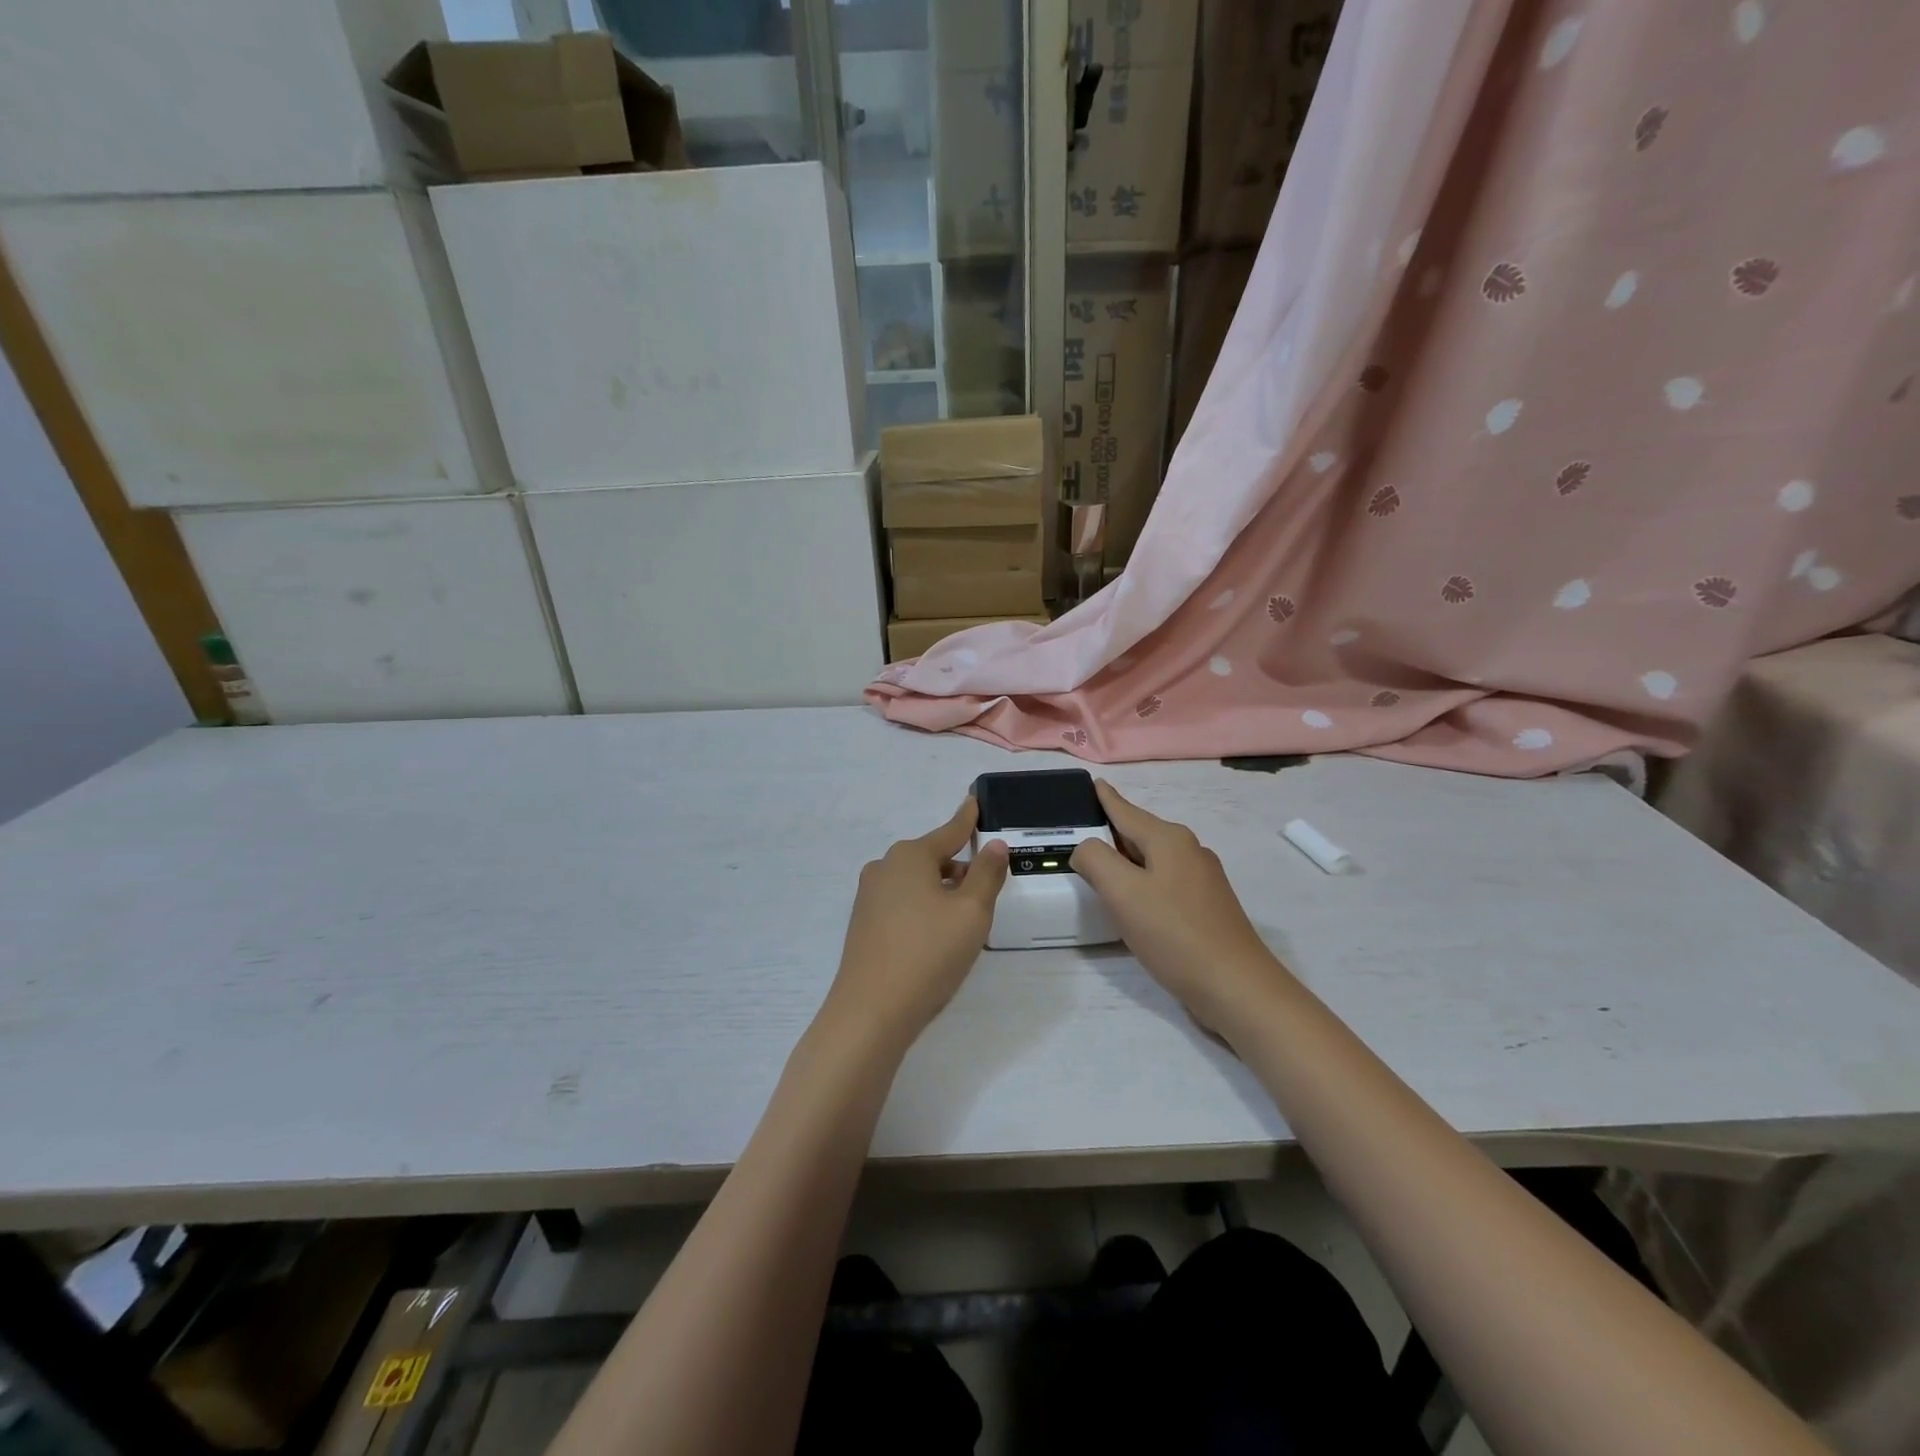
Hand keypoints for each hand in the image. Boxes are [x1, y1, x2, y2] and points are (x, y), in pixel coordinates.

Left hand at [824, 799, 1009, 1053]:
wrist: (871, 1011)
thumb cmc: (928, 954)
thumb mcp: (971, 912)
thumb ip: (986, 874)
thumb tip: (993, 845)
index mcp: (910, 856)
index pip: (949, 831)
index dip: (967, 819)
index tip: (975, 801)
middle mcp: (884, 867)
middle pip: (932, 858)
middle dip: (959, 868)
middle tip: (986, 887)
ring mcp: (869, 896)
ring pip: (917, 882)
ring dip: (942, 891)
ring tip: (965, 918)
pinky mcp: (863, 923)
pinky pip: (902, 902)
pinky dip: (924, 908)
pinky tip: (936, 936)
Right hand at [1071, 781, 1282, 1031]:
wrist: (1236, 987)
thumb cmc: (1175, 934)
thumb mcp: (1123, 893)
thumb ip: (1096, 860)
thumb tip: (1086, 848)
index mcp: (1169, 840)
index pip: (1126, 810)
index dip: (1105, 798)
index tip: (1092, 782)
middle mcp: (1189, 851)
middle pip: (1139, 833)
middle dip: (1110, 832)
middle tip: (1077, 836)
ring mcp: (1202, 879)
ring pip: (1152, 859)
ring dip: (1125, 861)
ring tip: (1097, 869)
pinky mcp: (1206, 907)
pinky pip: (1163, 881)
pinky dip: (1141, 883)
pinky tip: (1130, 902)